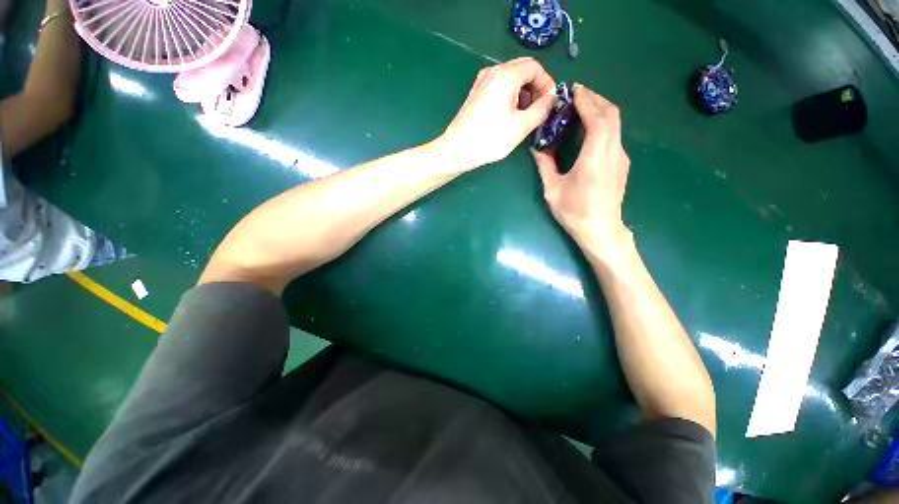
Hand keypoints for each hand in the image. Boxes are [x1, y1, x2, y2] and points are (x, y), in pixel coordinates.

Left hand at [438, 57, 556, 170]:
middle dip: (536, 87)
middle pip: (523, 69)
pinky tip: (510, 115)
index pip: (535, 67)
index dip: (547, 83)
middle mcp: (492, 72)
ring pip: (511, 78)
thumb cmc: (489, 139)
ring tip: (525, 116)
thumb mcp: (521, 126)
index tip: (550, 102)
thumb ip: (541, 109)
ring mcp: (482, 82)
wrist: (456, 150)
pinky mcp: (476, 93)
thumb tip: (552, 98)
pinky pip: (499, 87)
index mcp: (505, 75)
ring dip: (523, 93)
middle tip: (539, 109)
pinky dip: (510, 96)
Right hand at [532, 84, 631, 252]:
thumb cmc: (574, 212)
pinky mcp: (621, 163)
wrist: (601, 230)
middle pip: (611, 114)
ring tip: (581, 108)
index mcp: (595, 158)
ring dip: (600, 110)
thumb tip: (537, 148)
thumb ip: (545, 166)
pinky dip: (603, 124)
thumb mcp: (553, 190)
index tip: (573, 90)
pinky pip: (614, 135)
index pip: (598, 118)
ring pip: (615, 123)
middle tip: (575, 95)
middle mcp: (613, 152)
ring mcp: (621, 157)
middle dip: (594, 99)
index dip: (587, 100)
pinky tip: (589, 130)